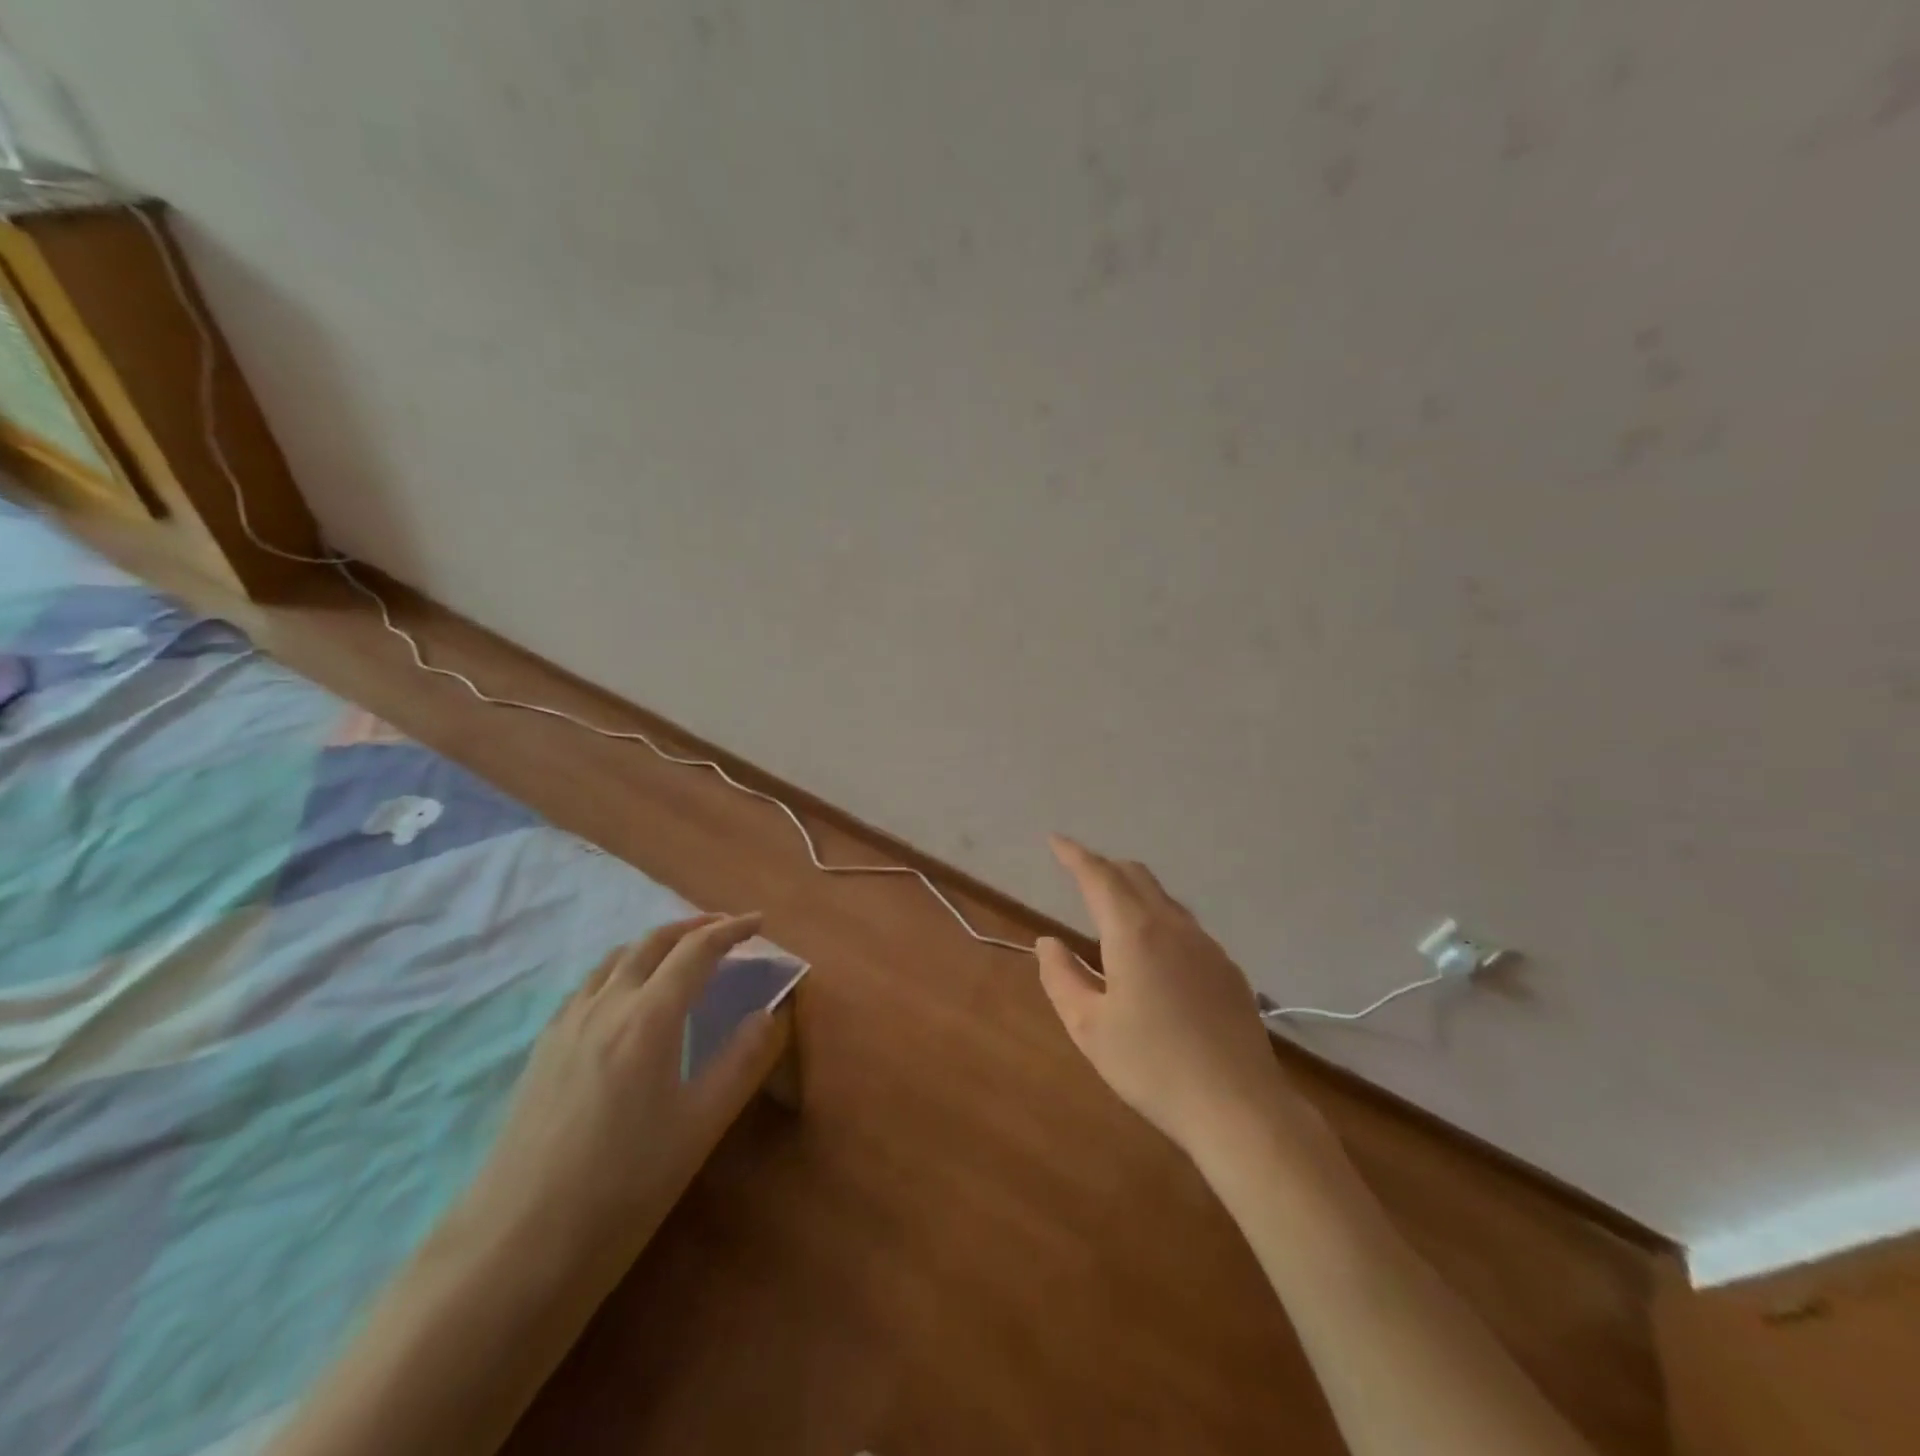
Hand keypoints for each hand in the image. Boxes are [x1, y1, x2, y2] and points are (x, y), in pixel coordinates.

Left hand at [454, 913, 783, 1273]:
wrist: (517, 1247)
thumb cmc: (624, 1186)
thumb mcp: (701, 1126)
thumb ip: (741, 1060)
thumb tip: (768, 1013)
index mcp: (649, 1017)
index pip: (696, 951)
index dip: (731, 930)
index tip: (759, 922)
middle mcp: (606, 1005)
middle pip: (652, 942)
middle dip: (693, 926)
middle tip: (725, 930)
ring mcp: (566, 1025)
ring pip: (615, 959)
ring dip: (655, 944)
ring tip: (680, 954)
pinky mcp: (541, 1051)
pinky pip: (588, 985)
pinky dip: (621, 969)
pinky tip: (625, 998)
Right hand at [1036, 837, 1298, 1161]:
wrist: (1239, 1107)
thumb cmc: (1152, 1066)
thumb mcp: (1089, 1027)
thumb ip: (1062, 977)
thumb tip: (1049, 942)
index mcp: (1134, 933)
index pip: (1098, 876)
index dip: (1074, 855)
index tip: (1055, 840)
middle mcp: (1173, 926)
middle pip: (1136, 876)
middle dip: (1104, 866)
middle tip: (1078, 872)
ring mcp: (1207, 946)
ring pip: (1164, 899)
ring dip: (1133, 891)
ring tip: (1112, 912)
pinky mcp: (1228, 969)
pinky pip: (1185, 926)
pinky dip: (1158, 919)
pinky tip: (1155, 955)